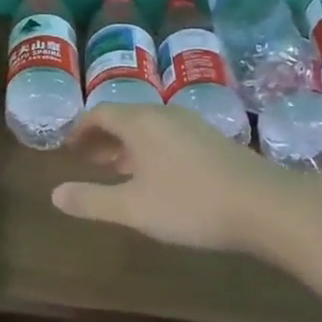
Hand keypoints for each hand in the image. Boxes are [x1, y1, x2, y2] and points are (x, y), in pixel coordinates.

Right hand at [52, 103, 321, 265]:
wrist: (267, 207)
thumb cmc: (190, 204)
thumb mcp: (133, 208)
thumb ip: (92, 201)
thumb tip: (54, 194)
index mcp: (140, 123)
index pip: (100, 113)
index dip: (80, 128)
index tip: (67, 146)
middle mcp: (165, 115)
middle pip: (125, 117)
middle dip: (102, 137)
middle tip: (86, 159)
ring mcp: (193, 126)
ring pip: (149, 127)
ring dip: (127, 144)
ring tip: (117, 169)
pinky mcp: (215, 141)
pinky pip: (170, 136)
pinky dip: (151, 150)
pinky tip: (157, 176)